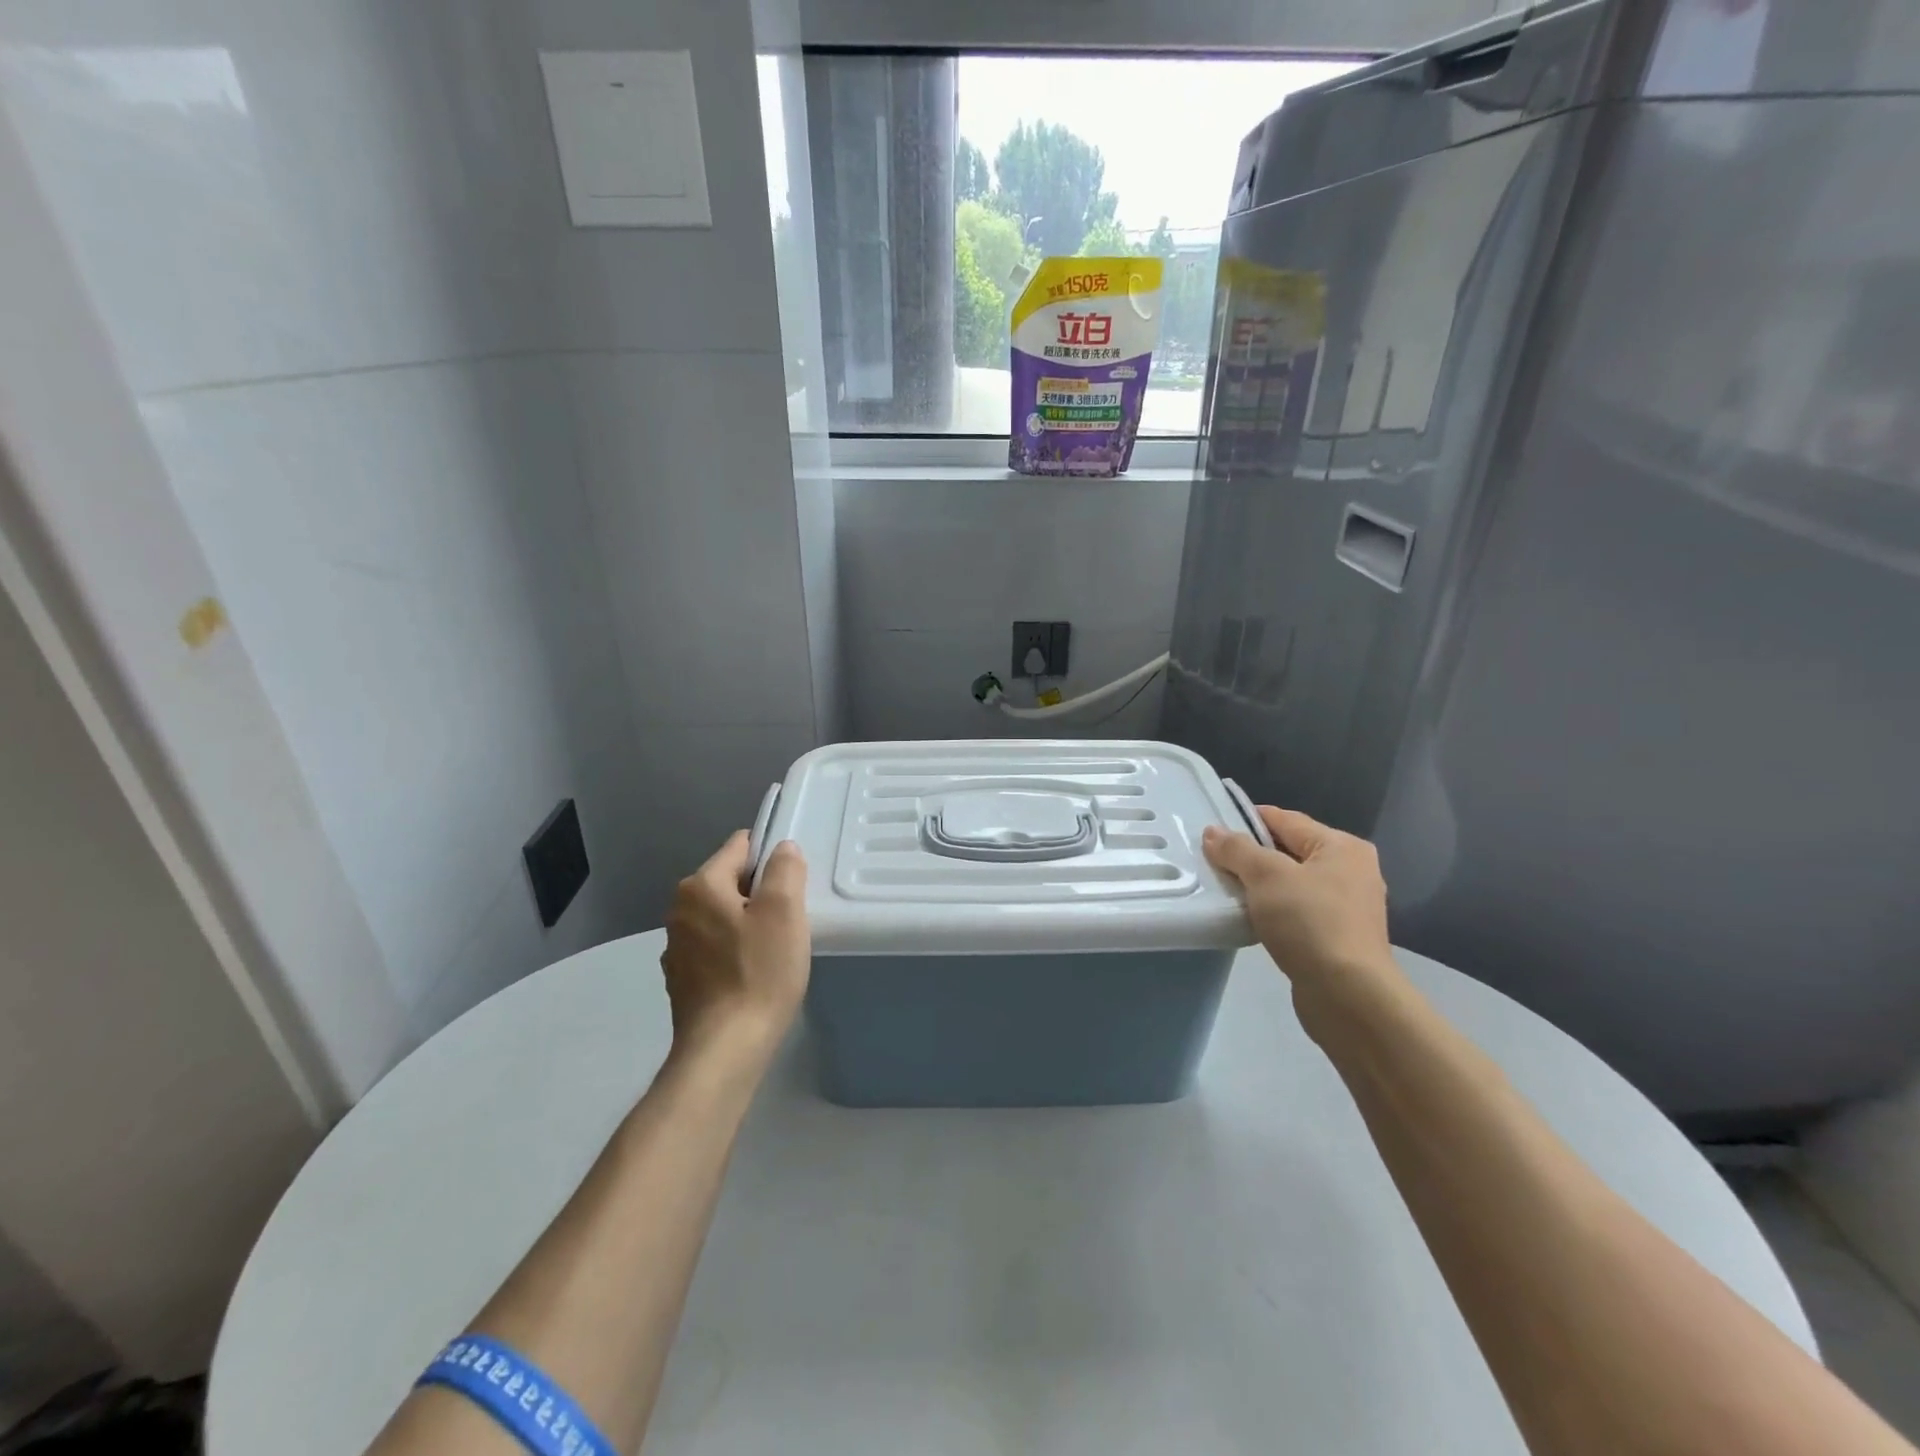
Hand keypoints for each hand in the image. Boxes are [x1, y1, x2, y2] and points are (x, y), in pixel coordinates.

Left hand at [661, 831, 810, 1056]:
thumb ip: (784, 869)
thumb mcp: (784, 911)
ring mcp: (676, 947)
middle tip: (789, 919)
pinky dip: (733, 951)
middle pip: (729, 882)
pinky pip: (714, 947)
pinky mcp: (681, 979)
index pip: (739, 847)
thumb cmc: (759, 972)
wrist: (726, 1049)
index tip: (792, 884)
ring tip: (774, 949)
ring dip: (746, 923)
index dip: (771, 857)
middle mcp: (679, 910)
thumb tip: (781, 849)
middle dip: (760, 893)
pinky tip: (753, 973)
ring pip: (722, 916)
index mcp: (700, 886)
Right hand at [1202, 806, 1397, 1019]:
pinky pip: (1297, 911)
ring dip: (1261, 886)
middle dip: (1252, 856)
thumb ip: (1237, 850)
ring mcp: (1348, 906)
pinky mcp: (1339, 937)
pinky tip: (1250, 919)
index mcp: (1341, 847)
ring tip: (1226, 891)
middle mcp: (1352, 871)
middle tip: (1213, 862)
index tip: (1213, 830)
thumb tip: (1213, 832)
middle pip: (1289, 851)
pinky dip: (1273, 911)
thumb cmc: (1309, 922)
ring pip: (1292, 883)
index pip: (1285, 819)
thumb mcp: (1266, 876)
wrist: (1348, 995)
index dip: (1247, 820)